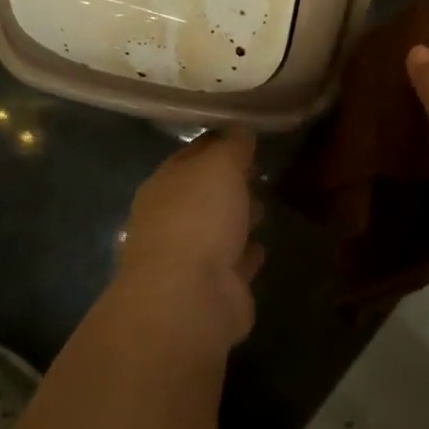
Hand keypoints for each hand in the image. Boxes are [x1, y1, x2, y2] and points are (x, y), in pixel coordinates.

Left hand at [115, 131, 264, 347]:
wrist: (190, 298)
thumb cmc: (199, 218)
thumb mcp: (219, 165)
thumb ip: (232, 145)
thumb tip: (241, 130)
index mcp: (163, 185)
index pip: (191, 154)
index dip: (217, 143)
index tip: (245, 134)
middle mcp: (171, 219)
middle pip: (204, 193)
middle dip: (228, 182)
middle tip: (258, 170)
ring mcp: (190, 257)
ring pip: (219, 228)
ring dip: (238, 217)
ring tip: (264, 204)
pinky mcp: (214, 288)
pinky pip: (234, 262)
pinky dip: (246, 253)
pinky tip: (262, 246)